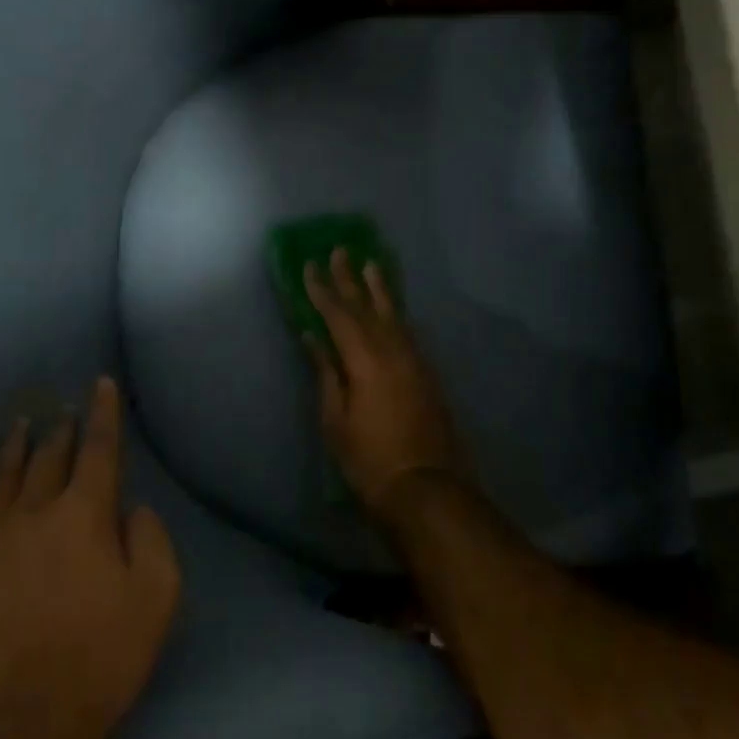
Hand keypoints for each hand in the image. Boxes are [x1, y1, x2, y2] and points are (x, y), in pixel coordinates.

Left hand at [0, 377, 179, 738]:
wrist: (12, 733)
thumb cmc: (97, 664)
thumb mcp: (156, 600)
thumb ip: (152, 540)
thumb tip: (133, 507)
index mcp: (85, 514)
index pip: (99, 449)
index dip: (103, 413)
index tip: (101, 385)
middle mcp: (32, 510)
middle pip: (49, 457)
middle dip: (61, 430)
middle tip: (64, 411)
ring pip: (0, 473)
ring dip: (14, 443)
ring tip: (21, 422)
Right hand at [304, 248, 468, 522]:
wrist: (427, 488)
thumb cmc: (370, 460)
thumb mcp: (336, 420)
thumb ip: (326, 373)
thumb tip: (313, 337)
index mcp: (365, 360)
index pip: (338, 315)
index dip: (322, 290)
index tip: (310, 265)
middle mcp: (392, 350)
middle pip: (367, 307)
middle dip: (350, 278)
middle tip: (340, 250)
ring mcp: (414, 360)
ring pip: (393, 314)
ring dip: (379, 288)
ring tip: (371, 263)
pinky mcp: (427, 372)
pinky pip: (407, 330)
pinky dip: (395, 313)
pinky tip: (392, 308)